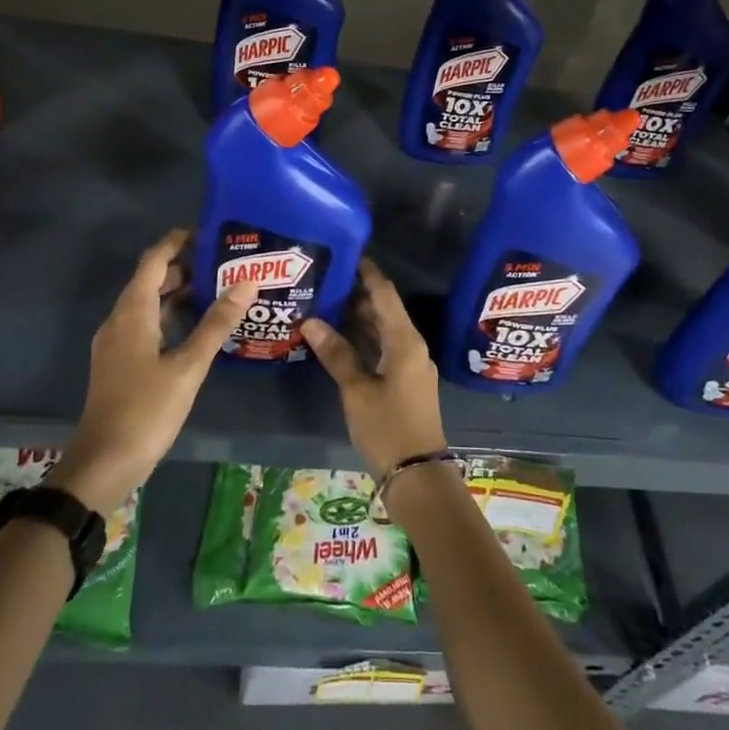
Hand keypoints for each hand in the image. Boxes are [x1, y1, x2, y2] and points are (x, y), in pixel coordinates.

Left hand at [50, 230, 255, 512]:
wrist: (103, 463)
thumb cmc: (146, 410)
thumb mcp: (188, 366)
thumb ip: (217, 323)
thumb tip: (247, 281)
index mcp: (132, 312)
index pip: (154, 261)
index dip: (177, 242)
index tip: (208, 232)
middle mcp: (120, 320)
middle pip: (151, 280)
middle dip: (184, 266)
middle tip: (224, 262)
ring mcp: (117, 343)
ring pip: (148, 304)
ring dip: (178, 292)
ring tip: (217, 288)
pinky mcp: (120, 362)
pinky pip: (146, 324)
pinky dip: (170, 316)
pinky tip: (196, 327)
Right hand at [302, 259, 448, 480]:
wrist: (417, 476)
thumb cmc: (388, 427)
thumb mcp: (357, 390)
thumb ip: (336, 353)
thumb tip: (311, 320)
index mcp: (405, 341)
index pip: (385, 294)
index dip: (368, 273)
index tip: (348, 253)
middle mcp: (411, 347)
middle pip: (384, 311)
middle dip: (358, 294)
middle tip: (327, 278)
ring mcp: (410, 366)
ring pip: (383, 331)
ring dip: (359, 318)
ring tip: (327, 302)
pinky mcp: (404, 383)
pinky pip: (383, 349)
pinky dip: (363, 340)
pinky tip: (339, 340)